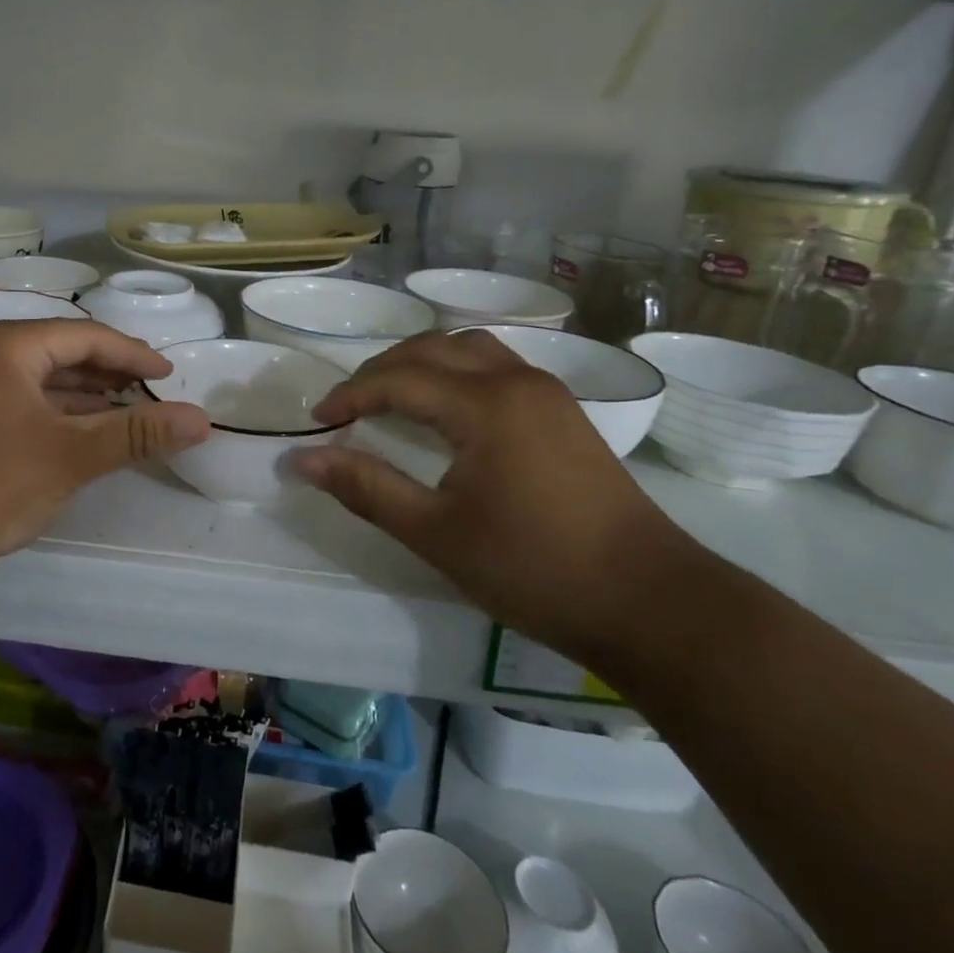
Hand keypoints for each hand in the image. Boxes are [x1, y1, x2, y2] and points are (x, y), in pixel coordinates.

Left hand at [0, 319, 210, 596]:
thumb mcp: (72, 456)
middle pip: (65, 351)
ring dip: (90, 393)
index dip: (133, 354)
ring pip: (47, 377)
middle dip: (112, 371)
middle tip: (155, 390)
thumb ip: (137, 433)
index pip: (86, 336)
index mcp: (9, 345)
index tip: (169, 375)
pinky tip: (91, 428)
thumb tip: (201, 420)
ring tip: (133, 408)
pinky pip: (30, 399)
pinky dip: (64, 411)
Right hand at [294, 330, 695, 663]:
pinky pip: (494, 366)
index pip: (397, 379)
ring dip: (421, 363)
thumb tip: (302, 459)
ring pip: (468, 349)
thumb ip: (366, 488)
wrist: (651, 603)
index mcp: (484, 403)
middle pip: (432, 348)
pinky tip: (445, 408)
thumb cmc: (535, 568)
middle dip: (380, 371)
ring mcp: (546, 392)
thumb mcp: (436, 533)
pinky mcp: (563, 412)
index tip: (317, 423)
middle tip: (347, 408)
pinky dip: (455, 371)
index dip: (349, 395)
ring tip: (390, 398)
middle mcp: (516, 380)